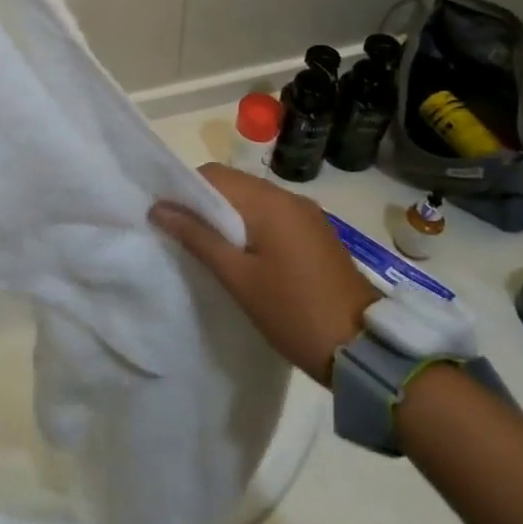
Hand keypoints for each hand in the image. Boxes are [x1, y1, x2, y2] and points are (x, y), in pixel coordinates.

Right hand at [151, 164, 376, 383]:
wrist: (363, 349)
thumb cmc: (292, 311)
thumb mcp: (237, 277)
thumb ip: (197, 237)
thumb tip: (159, 208)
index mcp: (269, 202)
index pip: (214, 175)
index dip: (184, 190)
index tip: (165, 215)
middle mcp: (289, 198)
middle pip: (234, 184)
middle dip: (204, 203)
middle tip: (180, 233)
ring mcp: (307, 215)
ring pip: (253, 200)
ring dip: (227, 215)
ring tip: (206, 247)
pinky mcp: (316, 234)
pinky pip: (272, 216)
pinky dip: (250, 226)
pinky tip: (240, 255)